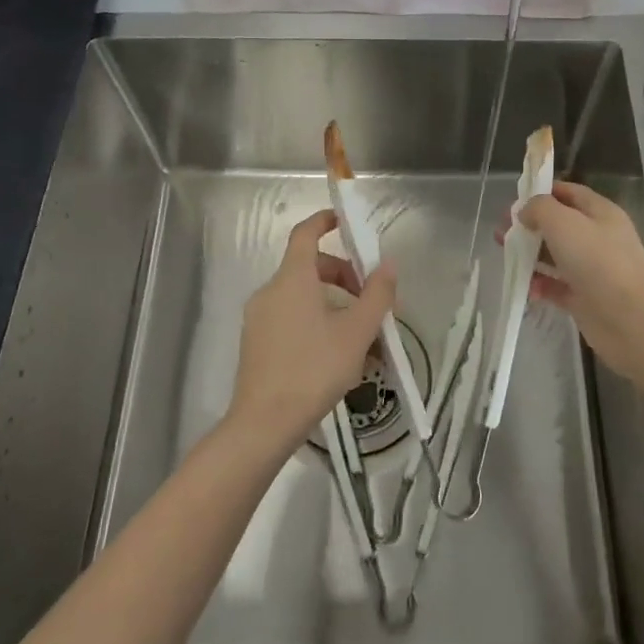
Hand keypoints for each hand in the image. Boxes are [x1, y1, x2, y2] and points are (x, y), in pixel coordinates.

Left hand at [229, 210, 397, 457]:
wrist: (265, 423)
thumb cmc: (314, 369)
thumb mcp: (357, 332)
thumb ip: (377, 295)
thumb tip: (387, 265)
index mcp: (293, 279)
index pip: (305, 233)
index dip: (324, 221)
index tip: (344, 222)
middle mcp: (270, 291)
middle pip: (309, 268)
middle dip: (342, 276)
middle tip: (369, 302)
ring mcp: (259, 318)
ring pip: (301, 297)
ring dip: (332, 304)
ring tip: (360, 337)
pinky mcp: (255, 343)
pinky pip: (290, 318)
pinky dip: (314, 321)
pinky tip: (336, 355)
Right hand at [510, 181, 643, 383]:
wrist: (631, 320)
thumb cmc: (598, 261)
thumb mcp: (564, 222)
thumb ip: (540, 209)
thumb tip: (525, 212)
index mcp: (600, 213)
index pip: (568, 193)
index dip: (542, 192)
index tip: (513, 200)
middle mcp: (597, 238)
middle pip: (558, 225)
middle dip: (529, 226)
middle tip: (501, 232)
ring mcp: (591, 270)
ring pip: (555, 256)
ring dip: (530, 255)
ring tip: (506, 257)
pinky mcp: (584, 298)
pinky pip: (556, 286)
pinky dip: (540, 285)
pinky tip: (526, 288)